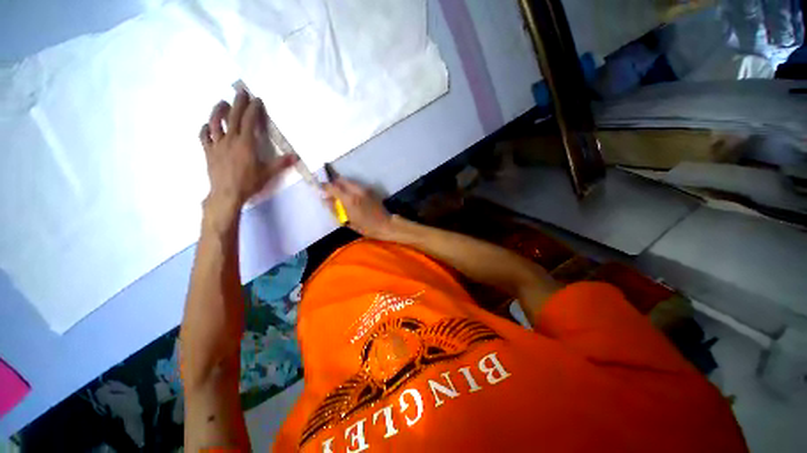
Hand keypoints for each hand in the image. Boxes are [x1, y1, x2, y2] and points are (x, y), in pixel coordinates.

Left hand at [199, 90, 297, 217]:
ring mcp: (217, 145)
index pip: (249, 121)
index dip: (253, 109)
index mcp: (246, 144)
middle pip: (233, 117)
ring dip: (218, 111)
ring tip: (222, 103)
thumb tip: (296, 157)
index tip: (256, 100)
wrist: (226, 194)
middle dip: (237, 103)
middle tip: (241, 92)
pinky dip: (205, 128)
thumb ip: (281, 163)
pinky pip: (204, 136)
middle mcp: (230, 140)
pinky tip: (208, 125)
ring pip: (215, 123)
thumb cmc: (249, 183)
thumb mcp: (268, 174)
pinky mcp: (208, 152)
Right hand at [323, 179, 397, 240]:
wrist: (385, 224)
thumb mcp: (347, 221)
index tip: (320, 187)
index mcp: (349, 199)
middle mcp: (357, 190)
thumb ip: (335, 209)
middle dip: (335, 183)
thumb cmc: (365, 227)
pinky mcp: (371, 190)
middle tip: (331, 190)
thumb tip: (325, 199)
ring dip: (343, 185)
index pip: (333, 187)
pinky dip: (351, 188)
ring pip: (350, 182)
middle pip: (342, 180)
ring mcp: (365, 189)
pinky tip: (352, 196)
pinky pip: (357, 185)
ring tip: (341, 193)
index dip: (325, 186)